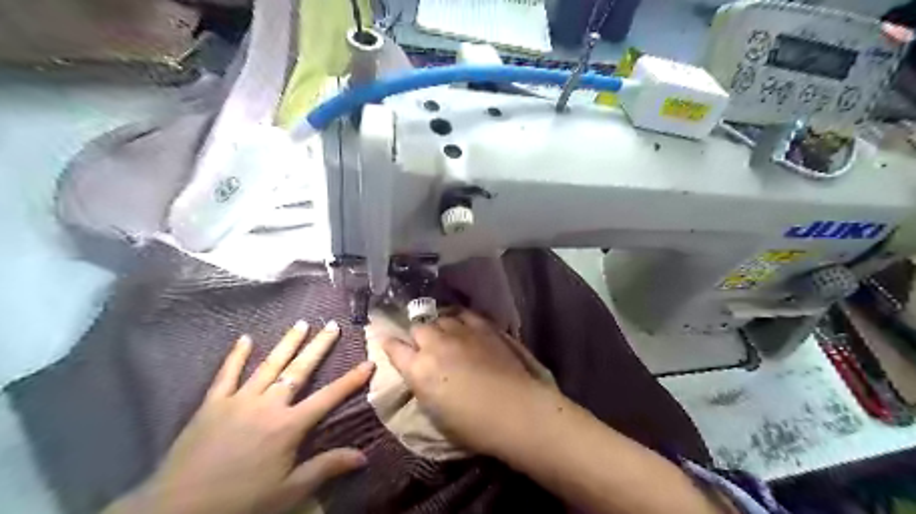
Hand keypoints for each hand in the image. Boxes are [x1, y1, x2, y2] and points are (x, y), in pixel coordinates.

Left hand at [106, 319, 374, 512]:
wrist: (177, 511)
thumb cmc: (240, 501)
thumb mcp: (289, 491)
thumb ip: (326, 467)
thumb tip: (363, 456)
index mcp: (289, 425)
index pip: (329, 397)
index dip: (352, 380)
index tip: (369, 362)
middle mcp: (268, 404)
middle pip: (300, 370)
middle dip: (319, 347)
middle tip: (332, 325)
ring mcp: (239, 400)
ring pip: (269, 365)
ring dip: (287, 343)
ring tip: (302, 324)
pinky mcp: (212, 404)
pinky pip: (226, 374)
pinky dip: (236, 356)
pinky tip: (245, 338)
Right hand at [380, 308, 550, 452]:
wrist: (517, 410)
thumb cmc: (475, 426)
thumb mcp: (436, 414)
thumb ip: (422, 386)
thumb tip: (420, 374)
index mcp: (419, 369)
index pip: (394, 348)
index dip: (390, 344)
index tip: (390, 344)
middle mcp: (435, 344)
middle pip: (417, 328)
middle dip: (418, 336)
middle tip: (425, 347)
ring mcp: (460, 332)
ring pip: (440, 318)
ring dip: (439, 327)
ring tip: (446, 335)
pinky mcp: (483, 326)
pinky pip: (464, 314)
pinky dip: (460, 319)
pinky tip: (464, 326)